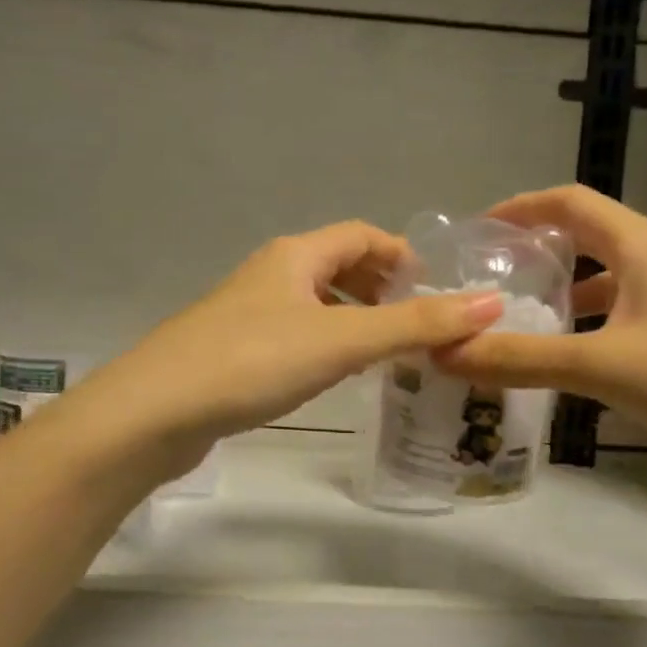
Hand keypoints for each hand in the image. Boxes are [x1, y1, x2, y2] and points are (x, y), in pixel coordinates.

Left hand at [73, 221, 503, 472]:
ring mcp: (246, 313)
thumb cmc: (253, 362)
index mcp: (296, 256)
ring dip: (353, 320)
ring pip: (314, 304)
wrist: (155, 412)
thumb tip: (491, 302)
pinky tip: (332, 377)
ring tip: (385, 355)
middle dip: (381, 289)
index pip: (362, 235)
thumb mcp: (342, 340)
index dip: (402, 255)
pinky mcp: (232, 351)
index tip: (437, 292)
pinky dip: (324, 345)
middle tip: (417, 327)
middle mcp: (270, 274)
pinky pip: (293, 335)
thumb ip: (416, 323)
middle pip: (337, 266)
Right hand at [431, 186, 646, 465]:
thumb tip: (443, 352)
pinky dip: (603, 322)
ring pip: (618, 277)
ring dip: (573, 292)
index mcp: (644, 244)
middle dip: (542, 252)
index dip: (520, 208)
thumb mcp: (603, 367)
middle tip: (495, 279)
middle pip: (593, 236)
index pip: (570, 201)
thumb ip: (520, 360)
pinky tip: (588, 359)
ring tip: (531, 320)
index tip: (478, 230)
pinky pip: (640, 309)